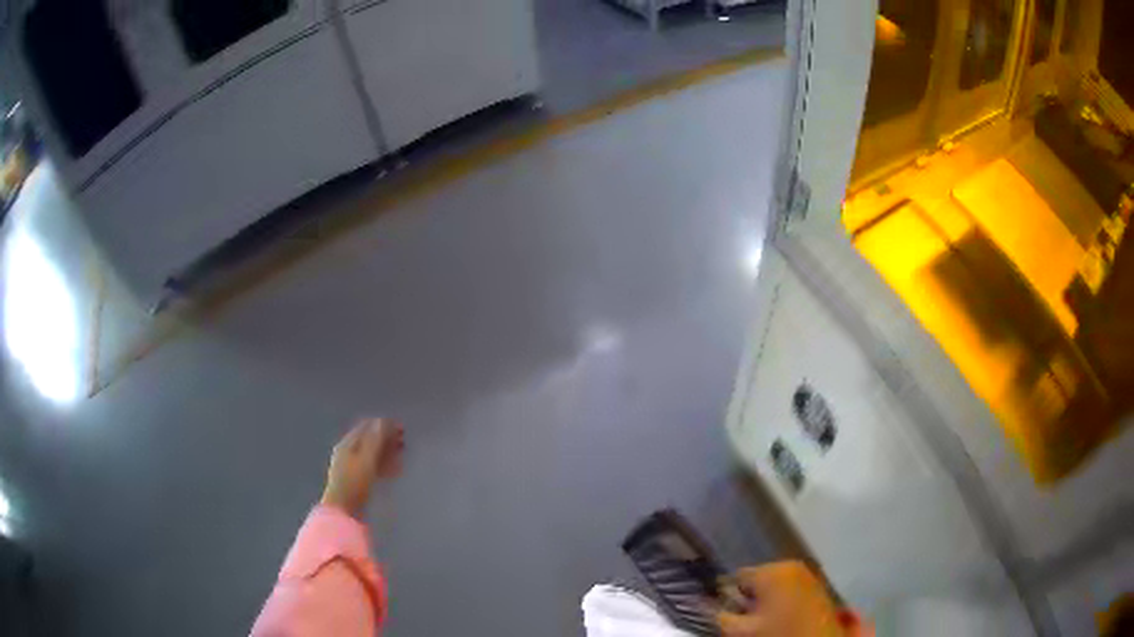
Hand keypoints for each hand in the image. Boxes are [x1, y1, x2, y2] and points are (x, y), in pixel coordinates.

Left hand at [321, 418, 404, 517]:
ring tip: (402, 452)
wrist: (344, 511)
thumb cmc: (354, 483)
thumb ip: (375, 440)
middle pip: (369, 441)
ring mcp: (353, 468)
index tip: (401, 428)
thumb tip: (382, 421)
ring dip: (387, 452)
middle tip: (404, 440)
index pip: (366, 428)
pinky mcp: (359, 481)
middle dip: (386, 438)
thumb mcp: (366, 460)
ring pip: (372, 455)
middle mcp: (348, 453)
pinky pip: (373, 468)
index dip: (383, 425)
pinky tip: (395, 469)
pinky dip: (385, 465)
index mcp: (347, 444)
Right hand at [716, 562, 867, 636]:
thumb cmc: (779, 634)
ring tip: (765, 620)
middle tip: (748, 620)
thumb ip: (719, 616)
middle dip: (749, 598)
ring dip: (765, 600)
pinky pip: (790, 588)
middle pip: (756, 580)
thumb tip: (702, 604)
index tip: (729, 614)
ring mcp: (808, 574)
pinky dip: (782, 601)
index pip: (737, 576)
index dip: (728, 597)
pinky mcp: (817, 585)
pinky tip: (782, 617)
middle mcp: (791, 565)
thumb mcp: (741, 631)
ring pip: (774, 584)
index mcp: (771, 571)